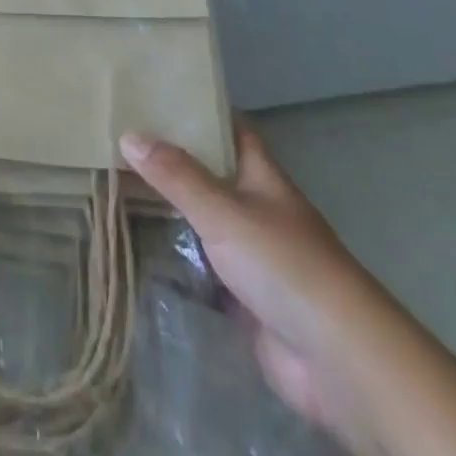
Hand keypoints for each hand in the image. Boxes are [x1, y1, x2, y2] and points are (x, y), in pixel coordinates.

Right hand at [122, 120, 357, 423]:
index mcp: (262, 176)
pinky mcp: (245, 298)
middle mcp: (258, 208)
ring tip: (119, 189)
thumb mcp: (224, 211)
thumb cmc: (284, 265)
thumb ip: (176, 176)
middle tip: (123, 142)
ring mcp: (253, 255)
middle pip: (213, 174)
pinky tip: (140, 250)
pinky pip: (204, 268)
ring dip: (173, 211)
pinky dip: (177, 260)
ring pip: (205, 221)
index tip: (159, 96)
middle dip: (175, 160)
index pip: (231, 129)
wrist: (336, 359)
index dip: (201, 111)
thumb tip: (129, 135)